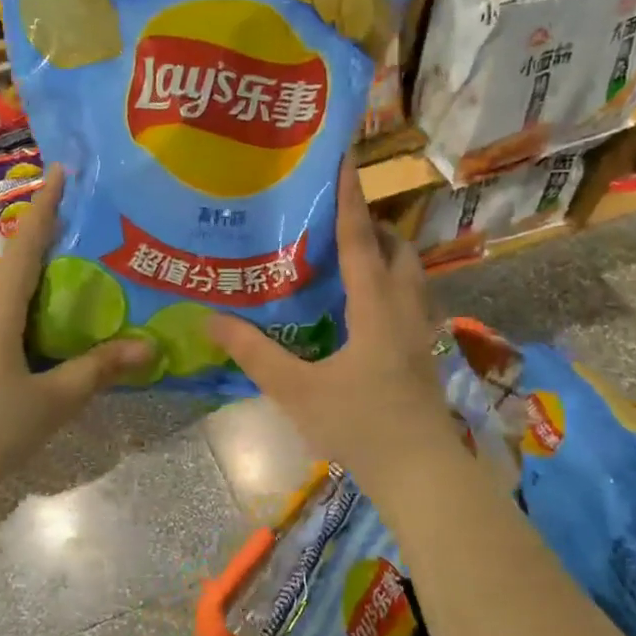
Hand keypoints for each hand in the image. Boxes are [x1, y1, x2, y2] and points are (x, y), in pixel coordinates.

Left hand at [0, 165, 152, 497]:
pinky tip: (27, 340)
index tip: (61, 169)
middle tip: (81, 236)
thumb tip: (149, 346)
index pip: (27, 241)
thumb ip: (97, 370)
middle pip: (11, 264)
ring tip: (62, 286)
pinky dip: (12, 314)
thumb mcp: (51, 402)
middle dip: (42, 242)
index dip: (47, 204)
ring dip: (26, 282)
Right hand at [206, 159, 457, 484]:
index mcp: (376, 307)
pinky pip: (410, 299)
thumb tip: (210, 320)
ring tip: (348, 256)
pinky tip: (363, 307)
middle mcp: (405, 309)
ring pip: (411, 274)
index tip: (345, 160)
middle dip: (372, 226)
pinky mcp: (424, 352)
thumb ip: (254, 353)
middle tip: (334, 220)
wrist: (422, 474)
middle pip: (398, 249)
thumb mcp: (297, 390)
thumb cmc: (360, 426)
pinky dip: (390, 284)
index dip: (350, 199)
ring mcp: (421, 331)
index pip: (361, 240)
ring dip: (386, 254)